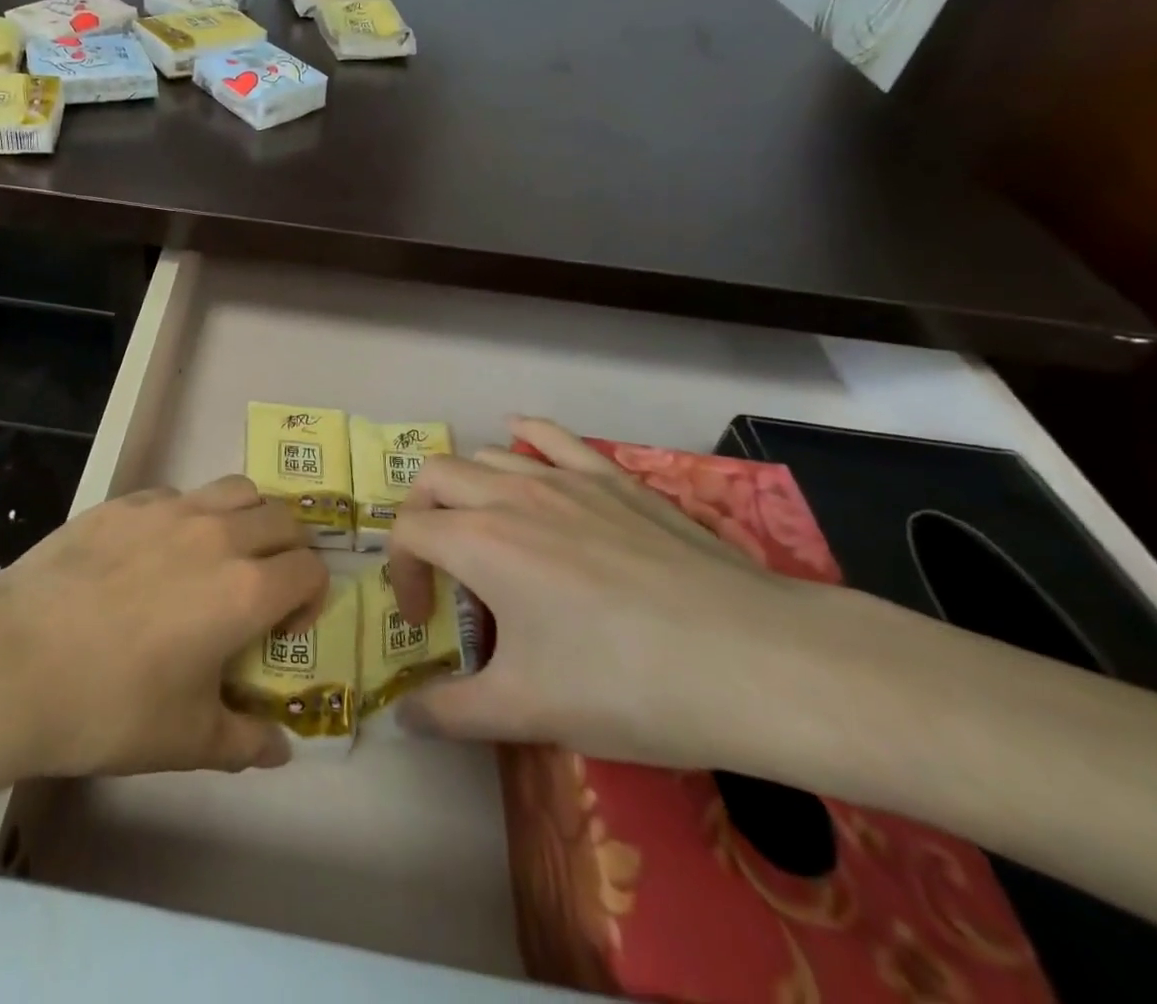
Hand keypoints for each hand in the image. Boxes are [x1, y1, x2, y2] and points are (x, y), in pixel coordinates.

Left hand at [0, 477, 328, 779]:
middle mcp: (219, 535)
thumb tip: (279, 747)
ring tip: (221, 554)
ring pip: (237, 489)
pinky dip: (190, 514)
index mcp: (246, 590)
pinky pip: (179, 493)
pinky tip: (156, 552)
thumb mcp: (185, 740)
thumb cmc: (110, 706)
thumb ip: (244, 741)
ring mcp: (170, 509)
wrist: (15, 658)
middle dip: (289, 550)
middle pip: (283, 517)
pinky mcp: (126, 501)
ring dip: (248, 517)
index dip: (311, 596)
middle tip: (263, 585)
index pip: (311, 568)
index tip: (284, 627)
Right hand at [387, 417, 829, 768]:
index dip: (401, 574)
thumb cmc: (628, 686)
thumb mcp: (529, 710)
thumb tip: (404, 720)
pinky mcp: (613, 479)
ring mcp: (565, 479)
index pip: (407, 533)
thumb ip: (452, 712)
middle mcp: (510, 495)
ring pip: (488, 455)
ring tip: (485, 530)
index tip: (424, 620)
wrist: (755, 662)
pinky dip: (524, 434)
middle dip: (420, 514)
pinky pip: (552, 436)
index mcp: (479, 542)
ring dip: (468, 487)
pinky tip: (518, 438)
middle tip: (439, 565)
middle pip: (435, 478)